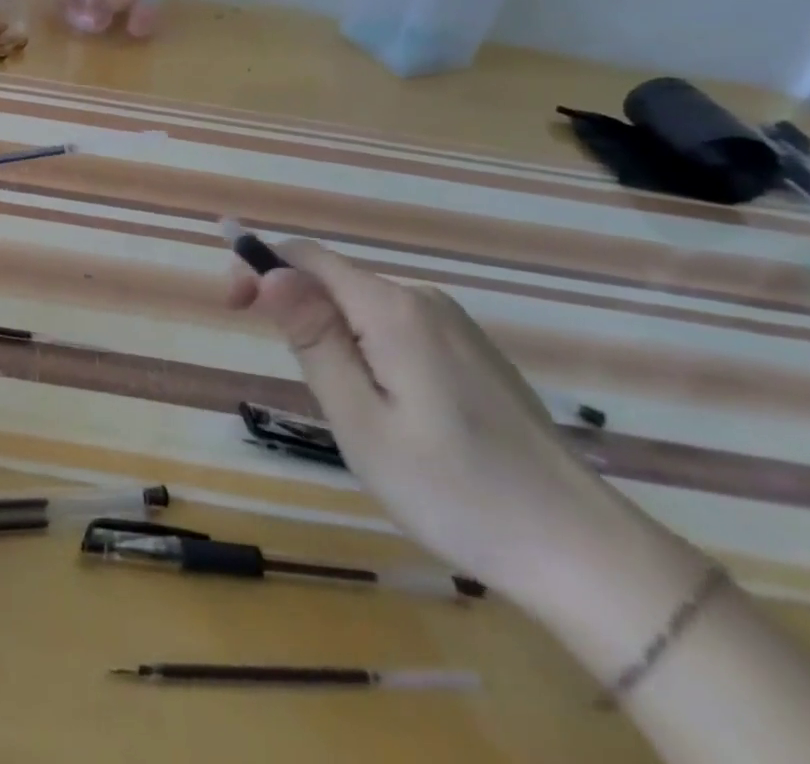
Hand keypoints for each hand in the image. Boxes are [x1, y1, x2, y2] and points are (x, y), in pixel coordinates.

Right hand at [230, 238, 659, 604]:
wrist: (581, 552)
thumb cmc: (453, 490)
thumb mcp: (361, 420)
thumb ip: (313, 339)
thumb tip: (270, 271)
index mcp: (392, 309)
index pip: (306, 257)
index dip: (257, 266)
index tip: (228, 306)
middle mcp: (423, 300)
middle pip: (334, 279)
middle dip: (291, 304)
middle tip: (280, 366)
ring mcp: (453, 325)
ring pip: (363, 305)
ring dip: (327, 330)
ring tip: (338, 401)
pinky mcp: (470, 352)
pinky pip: (394, 326)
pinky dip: (363, 344)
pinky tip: (383, 403)